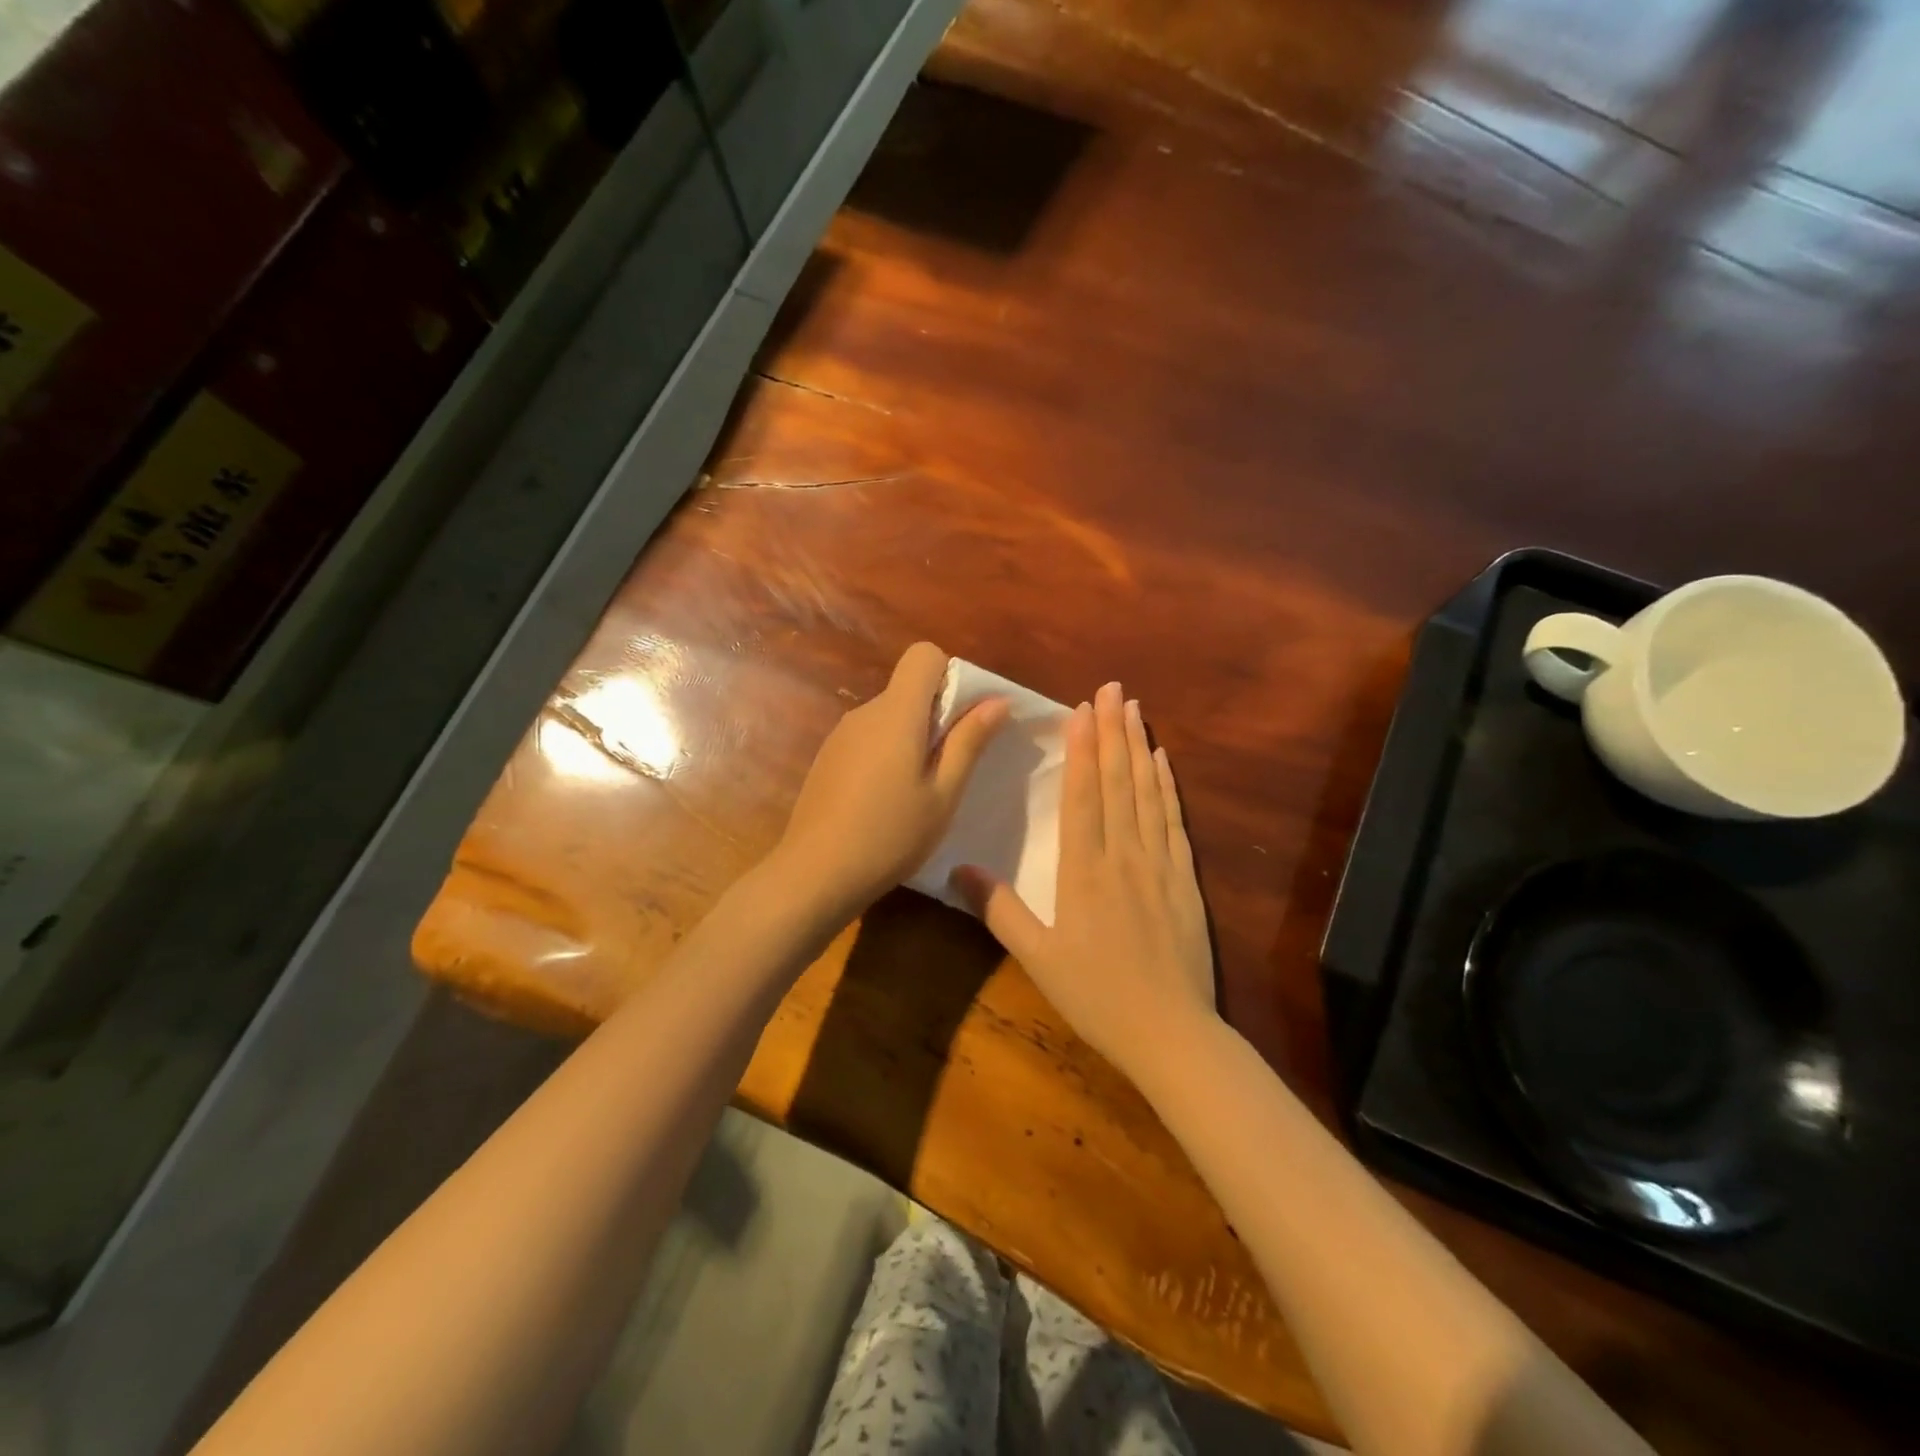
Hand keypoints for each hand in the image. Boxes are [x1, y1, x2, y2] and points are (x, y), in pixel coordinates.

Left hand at [774, 642, 1009, 918]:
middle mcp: (865, 712)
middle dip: (936, 714)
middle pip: (908, 688)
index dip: (949, 675)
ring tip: (918, 792)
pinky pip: (868, 738)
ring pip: (889, 716)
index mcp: (896, 713)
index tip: (961, 719)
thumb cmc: (891, 835)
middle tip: (949, 768)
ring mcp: (840, 735)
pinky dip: (886, 754)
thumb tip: (997, 700)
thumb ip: (969, 741)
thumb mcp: (943, 794)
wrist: (815, 874)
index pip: (923, 655)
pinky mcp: (827, 758)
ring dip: (911, 738)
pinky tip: (884, 801)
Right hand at [954, 681, 1215, 1084]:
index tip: (1081, 710)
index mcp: (1084, 871)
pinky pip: (1175, 821)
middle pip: (1118, 782)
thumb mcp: (1037, 958)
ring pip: (1148, 793)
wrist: (1172, 1033)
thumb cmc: (1097, 996)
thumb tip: (958, 866)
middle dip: (1113, 731)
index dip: (1083, 750)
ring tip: (1135, 708)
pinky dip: (1168, 786)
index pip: (1084, 796)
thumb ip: (999, 910)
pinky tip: (1164, 762)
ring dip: (1140, 747)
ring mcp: (1160, 864)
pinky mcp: (1185, 879)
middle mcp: (1124, 855)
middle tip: (1112, 688)